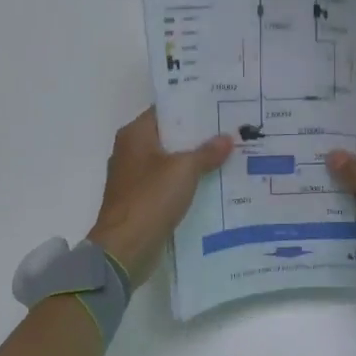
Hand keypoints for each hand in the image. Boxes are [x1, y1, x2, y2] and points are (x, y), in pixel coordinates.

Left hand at [87, 109, 234, 285]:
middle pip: (169, 136)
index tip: (218, 106)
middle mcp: (131, 151)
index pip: (165, 111)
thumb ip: (206, 152)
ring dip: (195, 161)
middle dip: (198, 135)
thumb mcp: (184, 170)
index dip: (191, 107)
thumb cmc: (150, 199)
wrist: (125, 248)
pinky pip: (169, 184)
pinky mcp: (142, 201)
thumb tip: (227, 138)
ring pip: (171, 162)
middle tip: (231, 130)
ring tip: (229, 155)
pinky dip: (187, 183)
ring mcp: (135, 178)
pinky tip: (214, 183)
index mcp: (134, 135)